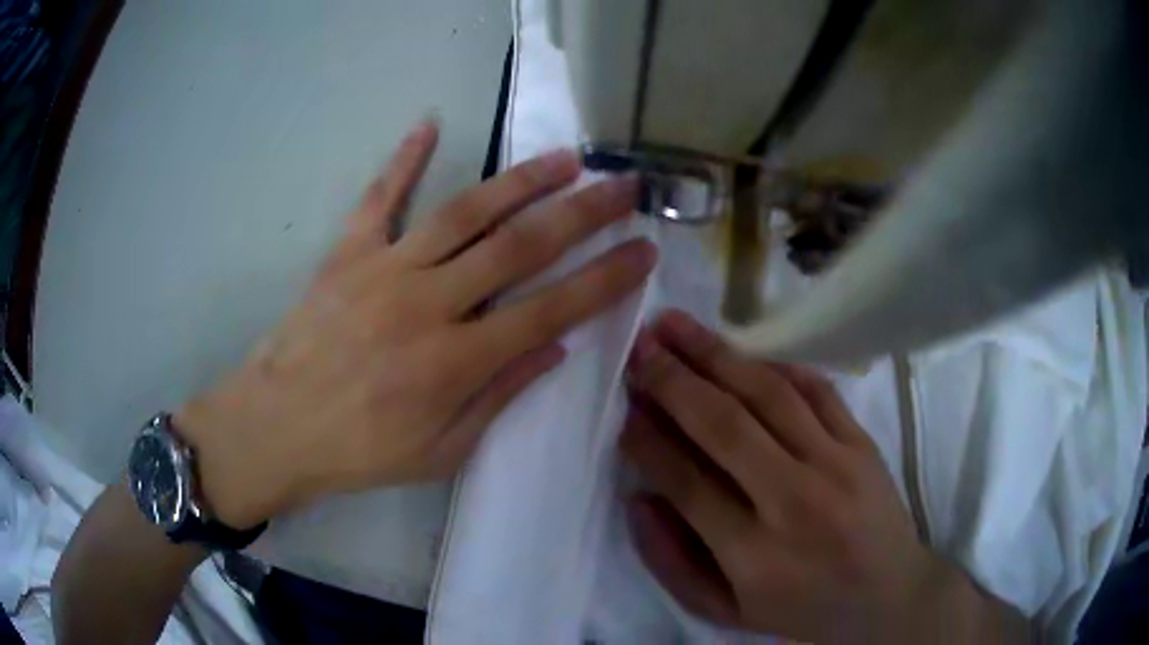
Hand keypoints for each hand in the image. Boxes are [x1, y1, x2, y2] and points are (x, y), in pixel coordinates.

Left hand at [177, 119, 656, 528]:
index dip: (605, 278)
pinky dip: (403, 158)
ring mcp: (384, 269)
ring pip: (464, 212)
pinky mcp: (346, 253)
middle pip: (520, 247)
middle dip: (582, 213)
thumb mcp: (441, 452)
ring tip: (565, 156)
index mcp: (456, 362)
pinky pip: (379, 197)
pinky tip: (429, 122)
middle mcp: (428, 304)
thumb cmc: (360, 452)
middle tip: (623, 185)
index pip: (552, 308)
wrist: (276, 428)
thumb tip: (554, 348)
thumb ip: (499, 396)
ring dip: (521, 180)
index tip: (644, 250)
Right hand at [621, 310, 1028, 642]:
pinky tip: (742, 348)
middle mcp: (794, 502)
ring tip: (676, 325)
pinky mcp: (862, 443)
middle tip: (638, 347)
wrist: (887, 597)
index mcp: (755, 556)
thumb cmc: (802, 611)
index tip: (622, 406)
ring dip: (716, 354)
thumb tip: (638, 499)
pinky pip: (816, 389)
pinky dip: (775, 364)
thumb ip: (673, 564)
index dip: (648, 440)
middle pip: (725, 426)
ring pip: (768, 395)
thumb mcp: (727, 612)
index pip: (688, 483)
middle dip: (673, 381)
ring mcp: (836, 464)